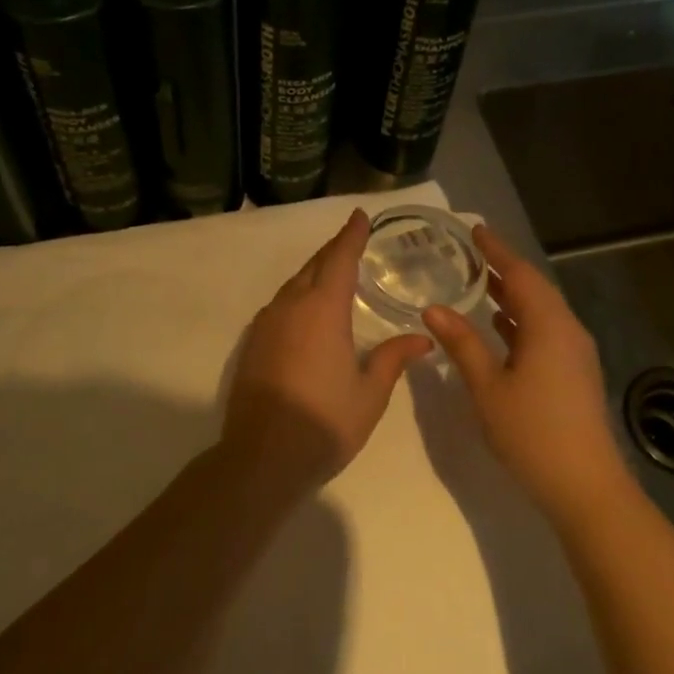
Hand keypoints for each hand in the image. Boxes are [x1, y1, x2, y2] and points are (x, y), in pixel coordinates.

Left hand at [222, 209, 433, 486]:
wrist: (261, 457)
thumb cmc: (324, 422)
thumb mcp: (369, 393)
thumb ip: (392, 359)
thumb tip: (422, 338)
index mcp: (322, 310)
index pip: (339, 259)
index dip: (351, 236)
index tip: (359, 216)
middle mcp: (290, 307)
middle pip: (313, 267)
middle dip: (333, 251)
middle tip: (352, 241)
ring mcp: (265, 325)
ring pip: (292, 285)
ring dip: (313, 273)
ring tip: (333, 272)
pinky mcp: (252, 344)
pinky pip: (279, 305)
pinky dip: (297, 296)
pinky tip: (306, 310)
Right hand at [422, 225, 627, 521]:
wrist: (585, 484)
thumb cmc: (531, 432)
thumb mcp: (487, 386)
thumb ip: (461, 343)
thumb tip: (433, 308)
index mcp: (548, 326)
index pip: (520, 275)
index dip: (497, 251)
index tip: (476, 230)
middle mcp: (567, 331)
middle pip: (535, 289)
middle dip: (505, 270)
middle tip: (475, 253)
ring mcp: (575, 353)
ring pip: (542, 311)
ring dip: (514, 295)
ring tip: (483, 284)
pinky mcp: (575, 373)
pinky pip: (546, 331)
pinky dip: (522, 320)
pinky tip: (501, 327)